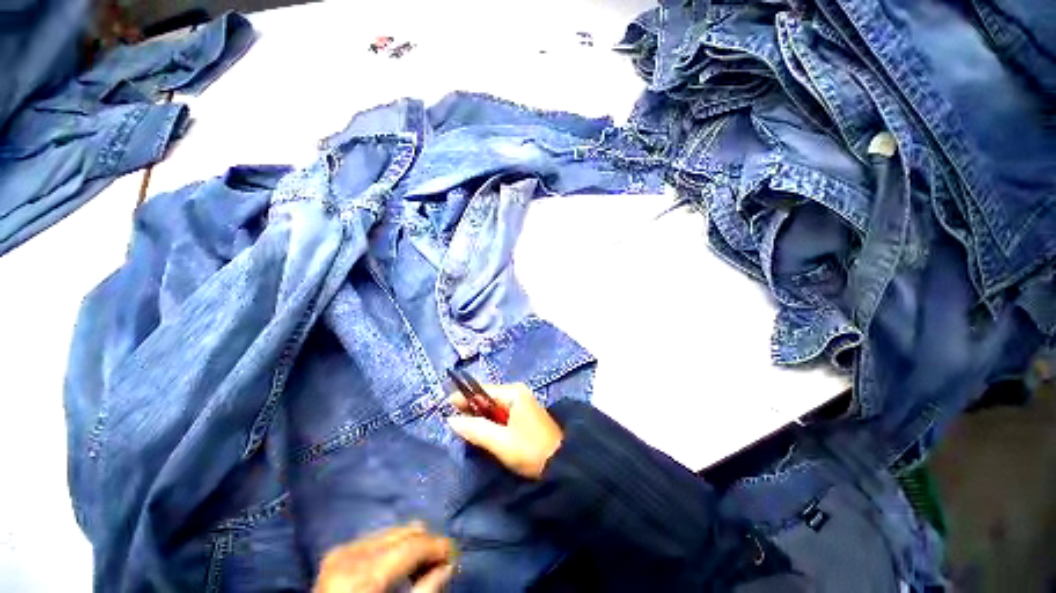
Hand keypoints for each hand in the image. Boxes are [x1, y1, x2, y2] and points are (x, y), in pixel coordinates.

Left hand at [314, 522, 455, 592]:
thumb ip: (425, 591)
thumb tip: (449, 566)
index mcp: (365, 573)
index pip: (414, 544)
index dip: (439, 547)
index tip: (455, 555)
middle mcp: (353, 553)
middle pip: (406, 532)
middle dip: (427, 545)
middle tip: (439, 564)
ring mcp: (342, 550)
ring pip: (393, 532)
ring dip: (411, 545)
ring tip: (418, 567)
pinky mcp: (336, 552)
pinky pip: (376, 539)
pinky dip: (392, 549)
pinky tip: (395, 567)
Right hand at [448, 383, 562, 478]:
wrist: (562, 463)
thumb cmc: (530, 450)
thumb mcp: (501, 442)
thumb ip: (476, 429)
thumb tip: (452, 421)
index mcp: (514, 393)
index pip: (483, 391)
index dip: (464, 398)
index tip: (445, 406)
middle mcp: (518, 393)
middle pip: (488, 398)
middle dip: (471, 408)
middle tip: (451, 419)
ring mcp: (522, 403)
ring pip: (494, 407)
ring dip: (480, 416)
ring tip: (463, 426)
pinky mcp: (524, 415)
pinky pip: (502, 414)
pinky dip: (490, 421)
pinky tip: (482, 430)